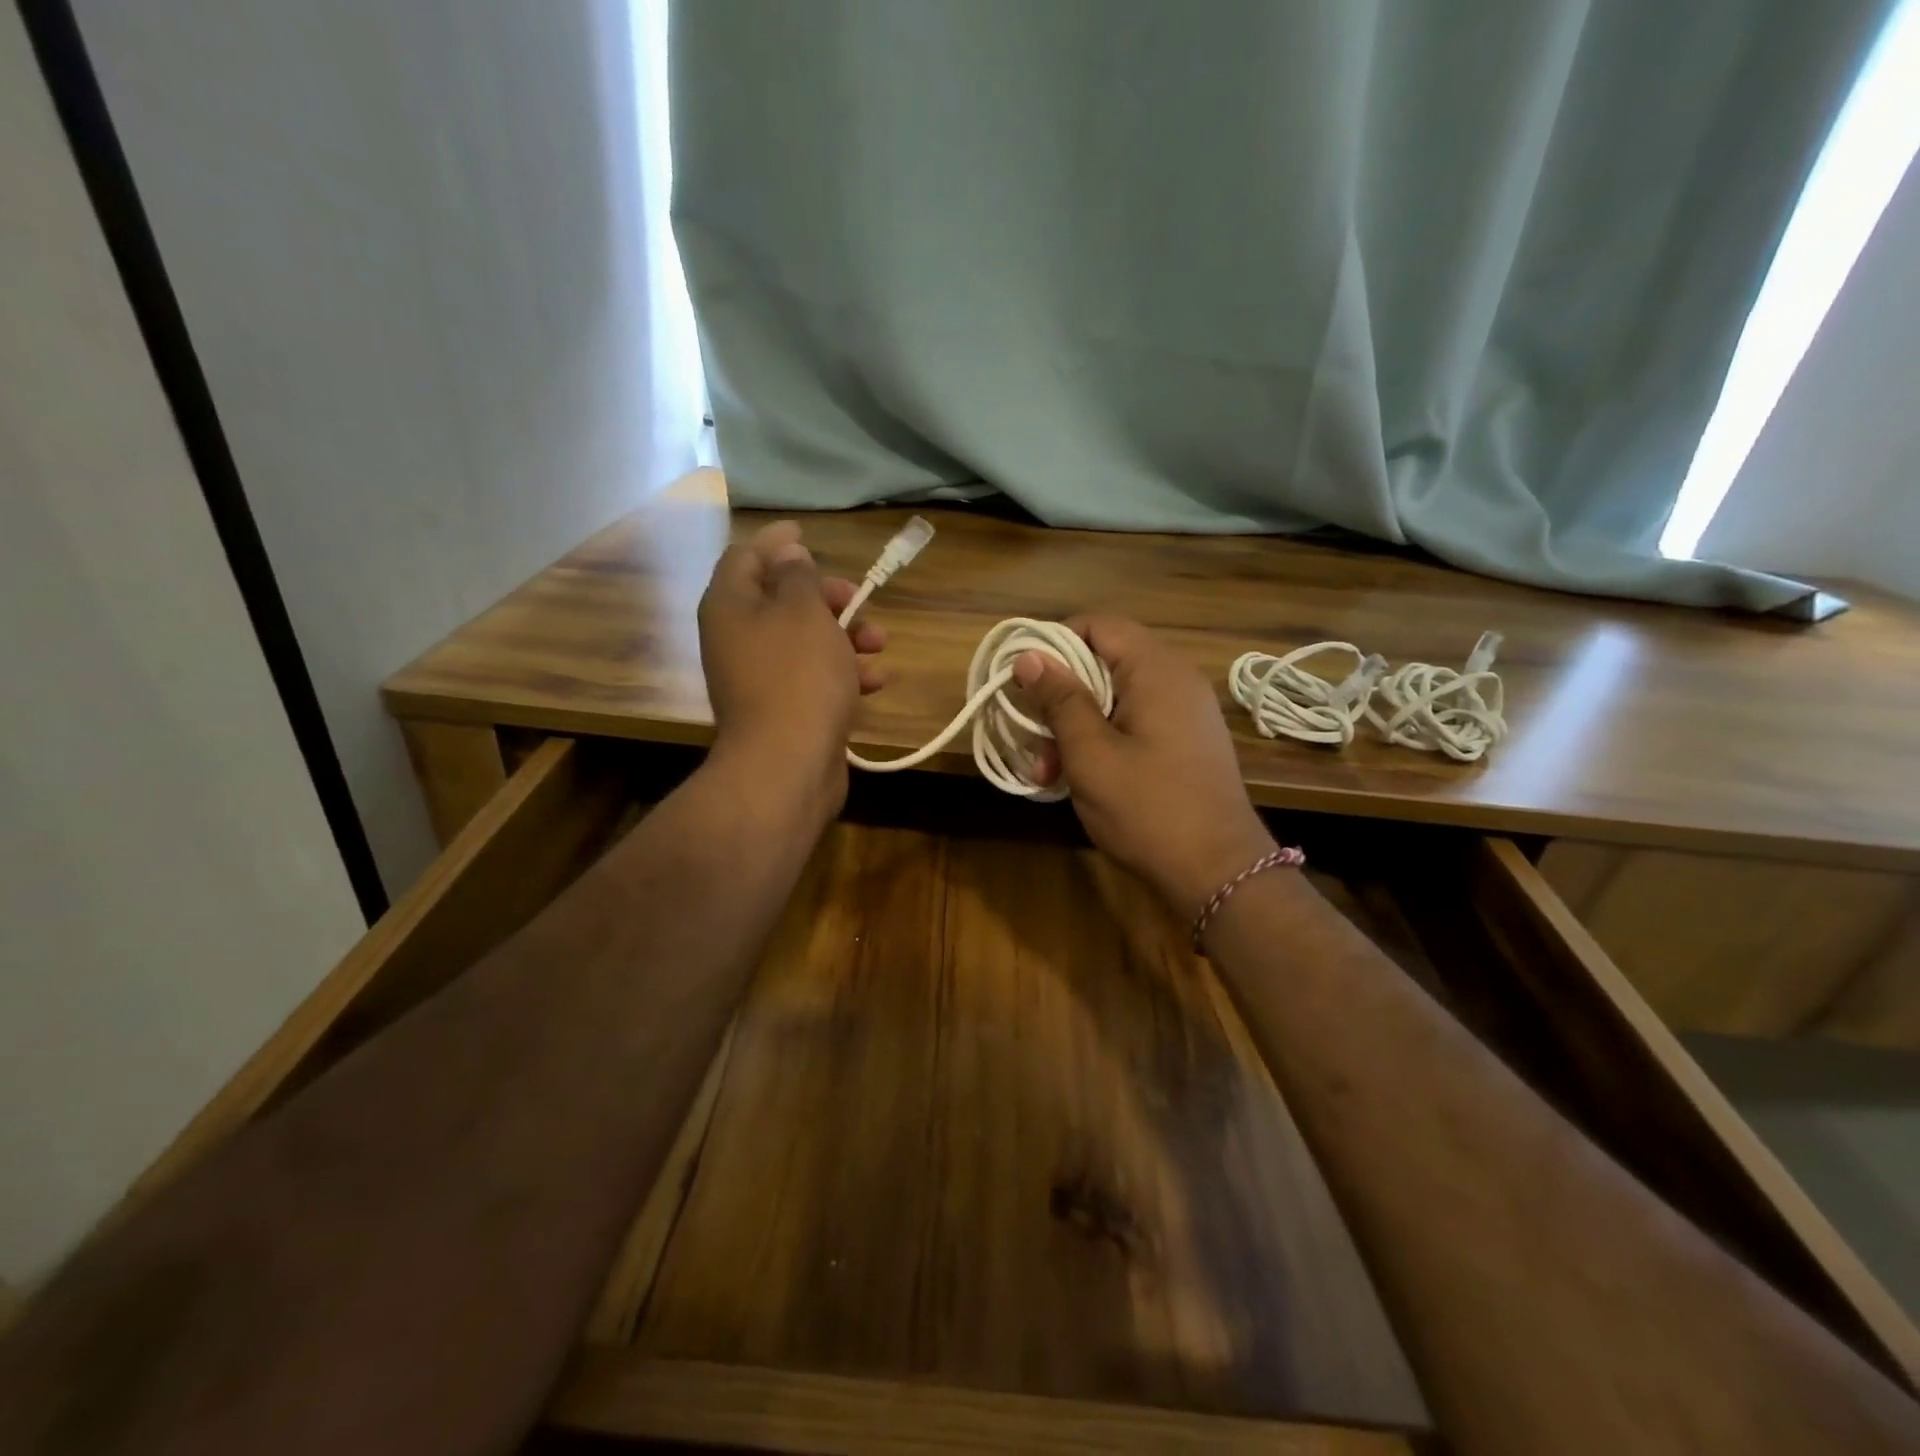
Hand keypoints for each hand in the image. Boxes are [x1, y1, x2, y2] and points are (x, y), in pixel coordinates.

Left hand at [697, 521, 886, 819]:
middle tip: (857, 598)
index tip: (806, 530)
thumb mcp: (803, 612)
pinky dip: (844, 673)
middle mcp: (738, 638)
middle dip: (825, 596)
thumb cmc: (797, 676)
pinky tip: (876, 681)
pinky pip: (815, 677)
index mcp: (730, 606)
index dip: (777, 541)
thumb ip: (798, 576)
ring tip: (880, 643)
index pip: (746, 556)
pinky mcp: (784, 709)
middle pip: (781, 600)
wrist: (787, 765)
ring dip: (845, 635)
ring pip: (805, 640)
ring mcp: (760, 677)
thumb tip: (788, 554)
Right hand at [1015, 615, 1275, 920]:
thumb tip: (1029, 656)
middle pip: (1104, 662)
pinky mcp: (1186, 742)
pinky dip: (1103, 740)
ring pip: (1115, 698)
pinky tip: (1081, 778)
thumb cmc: (1148, 808)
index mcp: (1156, 670)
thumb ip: (1059, 699)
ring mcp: (1185, 712)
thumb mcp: (1090, 754)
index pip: (1098, 625)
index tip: (1024, 683)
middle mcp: (1176, 680)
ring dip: (1076, 726)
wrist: (1220, 873)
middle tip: (1035, 743)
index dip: (1055, 644)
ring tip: (1050, 773)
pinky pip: (1134, 722)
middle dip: (1061, 698)